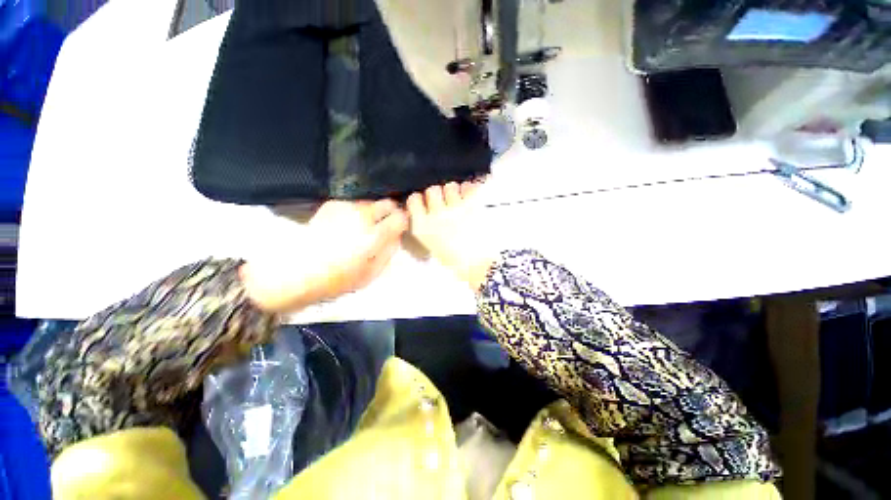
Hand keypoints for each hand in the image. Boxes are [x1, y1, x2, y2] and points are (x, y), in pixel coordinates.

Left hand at [241, 200, 408, 312]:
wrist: (297, 271)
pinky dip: (355, 212)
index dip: (403, 222)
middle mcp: (362, 216)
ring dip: (373, 213)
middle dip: (391, 212)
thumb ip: (389, 252)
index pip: (400, 217)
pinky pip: (353, 204)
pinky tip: (346, 225)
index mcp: (374, 235)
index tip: (399, 227)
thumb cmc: (338, 278)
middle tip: (385, 224)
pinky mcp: (331, 205)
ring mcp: (345, 207)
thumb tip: (397, 236)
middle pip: (387, 203)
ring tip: (363, 227)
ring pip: (370, 203)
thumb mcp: (372, 273)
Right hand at [408, 182, 496, 291]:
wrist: (480, 266)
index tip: (424, 203)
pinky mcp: (474, 205)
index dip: (419, 200)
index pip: (414, 200)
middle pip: (432, 190)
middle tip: (445, 204)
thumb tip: (429, 215)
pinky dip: (470, 190)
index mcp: (423, 227)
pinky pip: (469, 187)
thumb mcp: (433, 248)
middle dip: (438, 195)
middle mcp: (437, 215)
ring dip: (454, 192)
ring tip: (460, 201)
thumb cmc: (456, 262)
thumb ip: (428, 229)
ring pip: (450, 186)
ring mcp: (455, 208)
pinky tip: (472, 198)